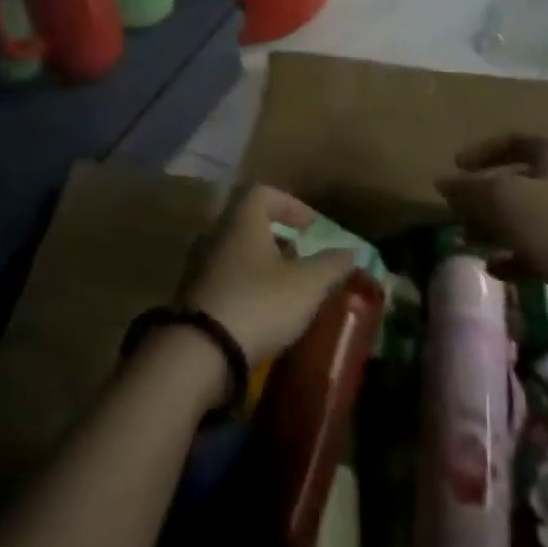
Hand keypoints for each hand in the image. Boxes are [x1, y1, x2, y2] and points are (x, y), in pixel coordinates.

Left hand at [182, 186, 358, 365]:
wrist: (201, 353)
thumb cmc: (260, 303)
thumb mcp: (306, 284)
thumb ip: (330, 265)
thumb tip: (352, 251)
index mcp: (243, 222)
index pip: (263, 193)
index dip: (291, 205)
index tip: (311, 227)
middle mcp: (218, 236)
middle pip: (249, 223)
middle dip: (278, 237)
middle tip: (301, 256)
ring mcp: (202, 267)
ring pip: (238, 253)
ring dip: (263, 264)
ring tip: (288, 287)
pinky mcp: (195, 298)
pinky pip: (227, 280)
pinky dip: (248, 287)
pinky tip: (265, 311)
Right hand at [435, 134, 547, 292]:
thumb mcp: (502, 199)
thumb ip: (469, 189)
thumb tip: (442, 183)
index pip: (511, 140)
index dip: (480, 152)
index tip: (455, 167)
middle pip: (517, 179)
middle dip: (484, 195)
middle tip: (457, 210)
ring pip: (526, 214)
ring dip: (495, 226)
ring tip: (468, 240)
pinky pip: (540, 245)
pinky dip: (515, 254)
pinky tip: (494, 269)